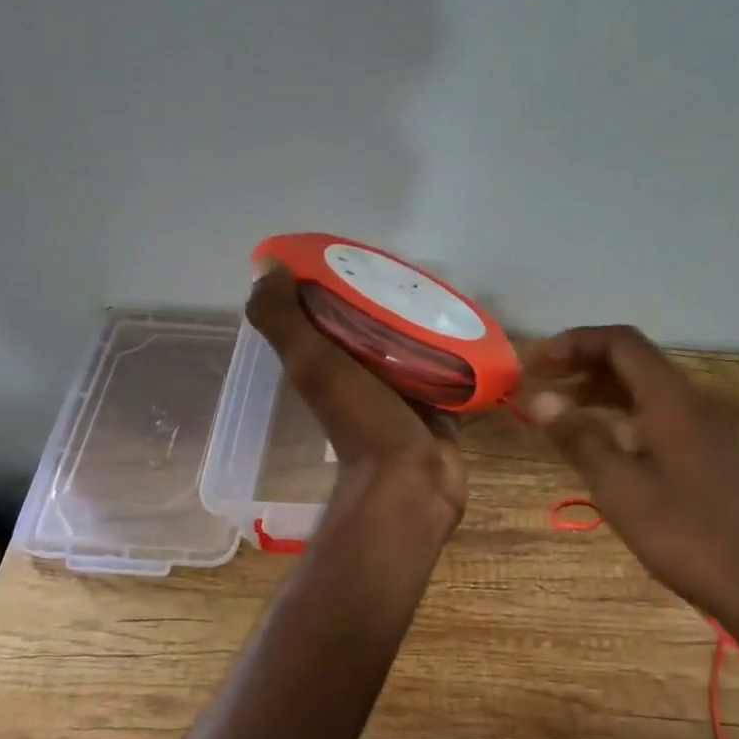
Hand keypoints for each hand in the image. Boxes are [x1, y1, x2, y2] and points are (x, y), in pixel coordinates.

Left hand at [246, 265, 465, 525]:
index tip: (360, 253)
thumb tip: (266, 267)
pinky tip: (471, 326)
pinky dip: (455, 350)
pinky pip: (448, 367)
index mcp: (329, 361)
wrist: (411, 485)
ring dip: (425, 322)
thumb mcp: (313, 365)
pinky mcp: (439, 403)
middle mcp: (363, 373)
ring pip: (413, 344)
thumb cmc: (362, 422)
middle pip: (376, 324)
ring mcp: (402, 390)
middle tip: (418, 272)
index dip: (339, 281)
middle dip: (391, 299)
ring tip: (447, 292)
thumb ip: (284, 321)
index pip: (330, 311)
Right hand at [527, 325, 738, 638]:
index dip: (577, 342)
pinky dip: (627, 416)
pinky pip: (662, 415)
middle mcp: (694, 402)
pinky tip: (606, 444)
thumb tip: (540, 398)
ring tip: (564, 413)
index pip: (622, 343)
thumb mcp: (621, 489)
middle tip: (544, 386)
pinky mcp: (713, 454)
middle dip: (586, 365)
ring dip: (605, 392)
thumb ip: (580, 438)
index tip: (540, 363)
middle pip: (636, 362)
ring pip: (649, 390)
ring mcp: (708, 429)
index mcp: (673, 400)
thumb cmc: (686, 535)